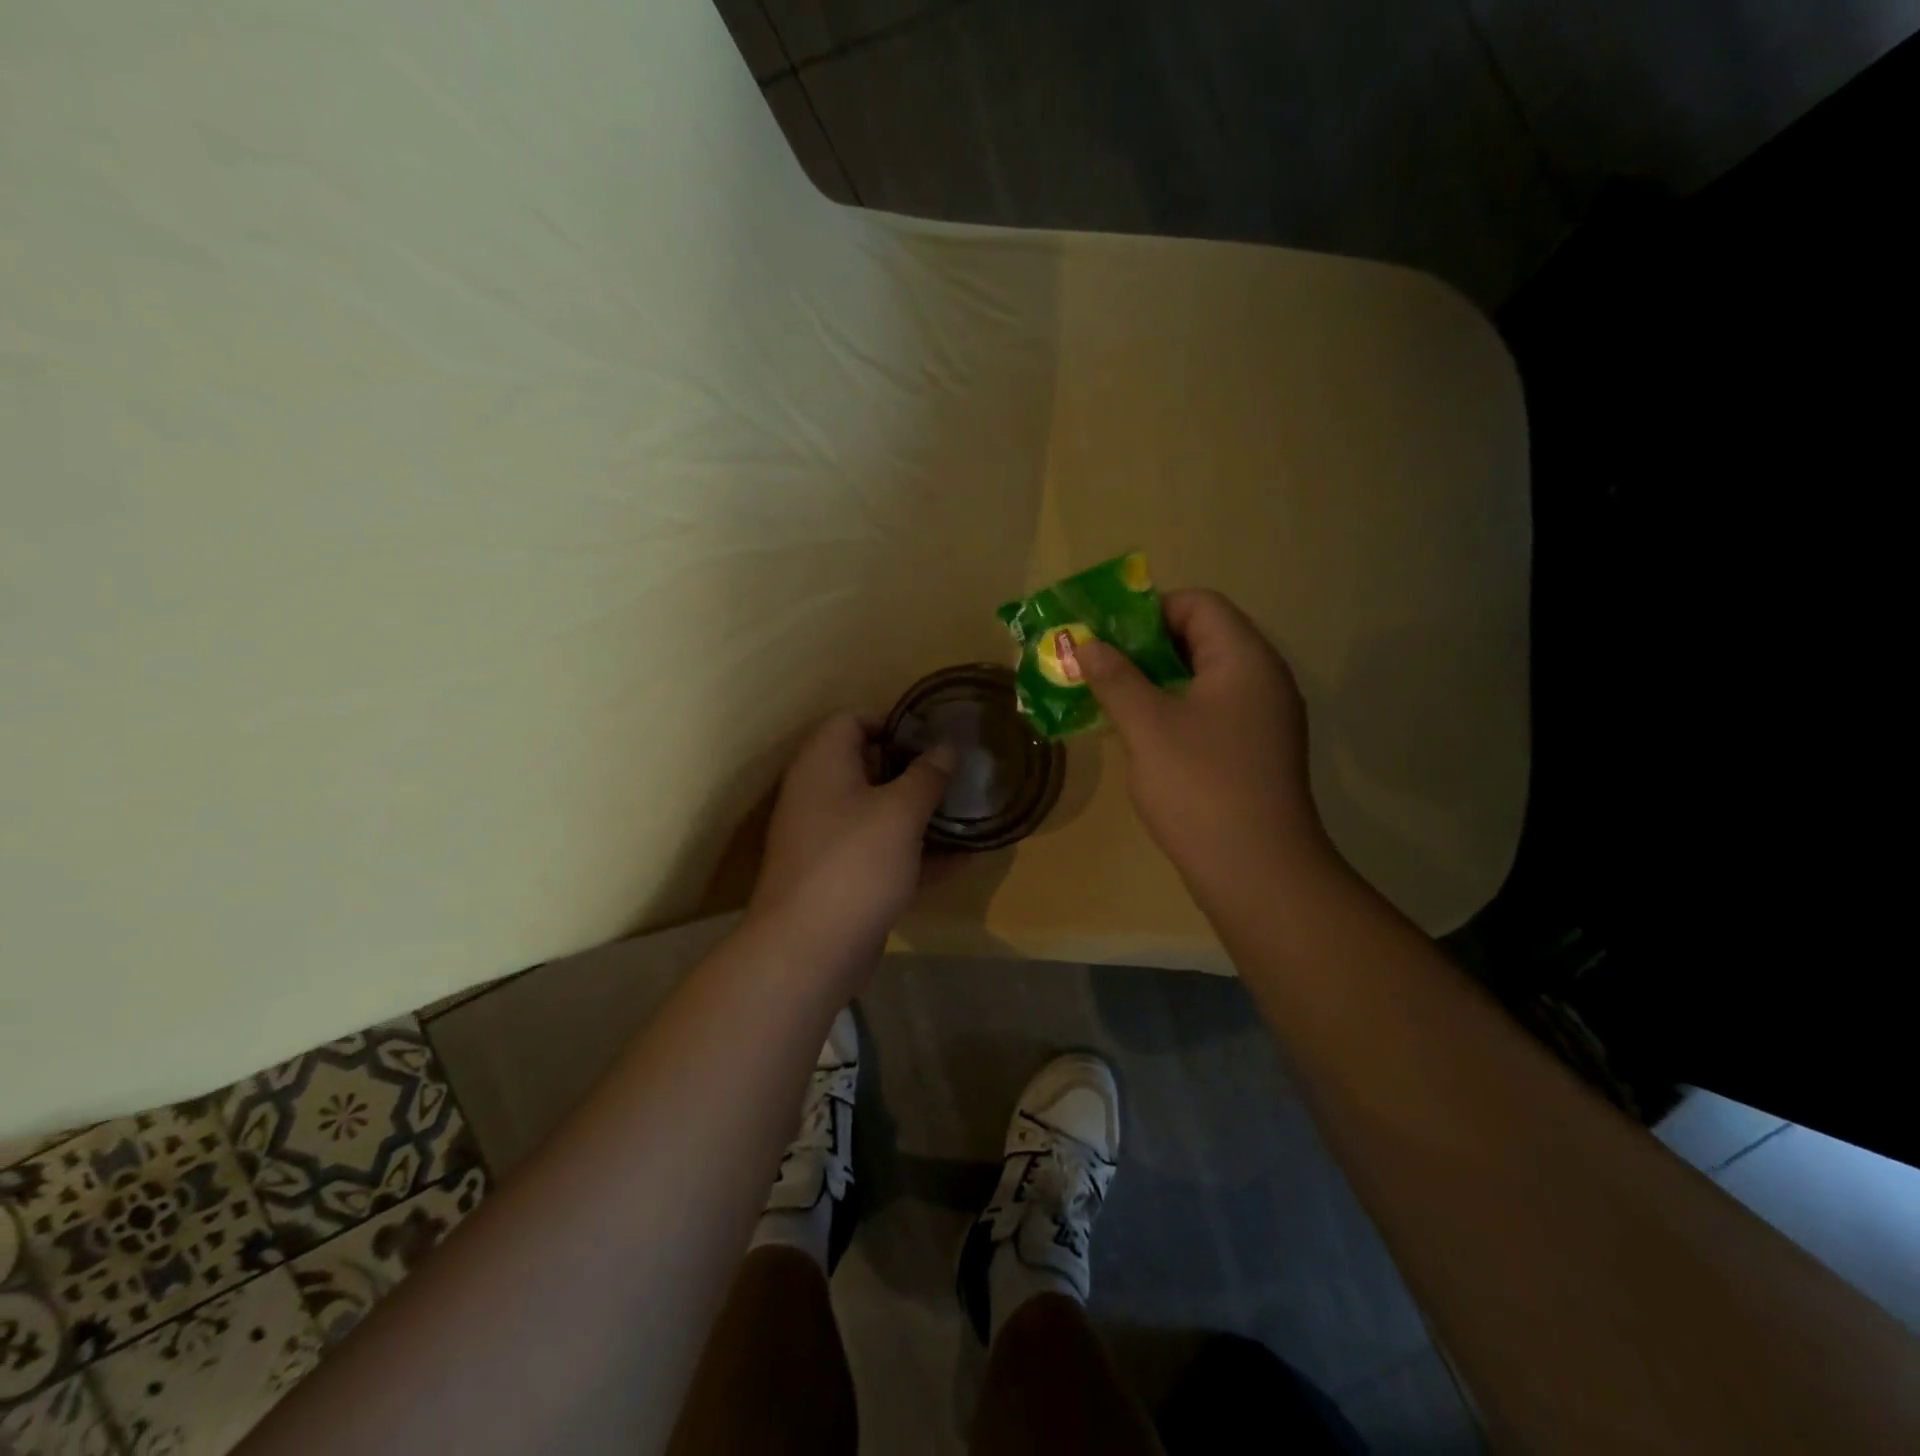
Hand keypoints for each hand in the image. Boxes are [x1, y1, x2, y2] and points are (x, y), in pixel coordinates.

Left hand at [748, 712, 954, 972]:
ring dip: (922, 813)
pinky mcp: (844, 878)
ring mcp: (830, 839)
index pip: (853, 720)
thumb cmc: (855, 863)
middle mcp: (821, 795)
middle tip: (959, 772)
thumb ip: (927, 776)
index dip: (894, 720)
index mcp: (823, 764)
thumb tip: (946, 749)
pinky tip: (966, 858)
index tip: (935, 735)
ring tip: (970, 810)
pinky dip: (919, 854)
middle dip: (916, 769)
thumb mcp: (900, 812)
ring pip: (881, 813)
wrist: (810, 950)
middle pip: (870, 767)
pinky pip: (885, 853)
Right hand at [1073, 589, 1329, 891]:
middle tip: (1098, 666)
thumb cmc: (1200, 787)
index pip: (1198, 604)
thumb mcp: (1147, 726)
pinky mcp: (1255, 751)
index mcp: (1245, 658)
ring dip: (1155, 681)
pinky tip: (1140, 736)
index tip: (1104, 636)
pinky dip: (1173, 711)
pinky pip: (1210, 712)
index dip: (1148, 610)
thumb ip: (1114, 678)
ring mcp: (1262, 718)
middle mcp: (1262, 679)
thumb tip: (1087, 644)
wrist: (1257, 872)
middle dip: (1144, 647)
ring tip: (1109, 699)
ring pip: (1202, 679)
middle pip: (1201, 637)